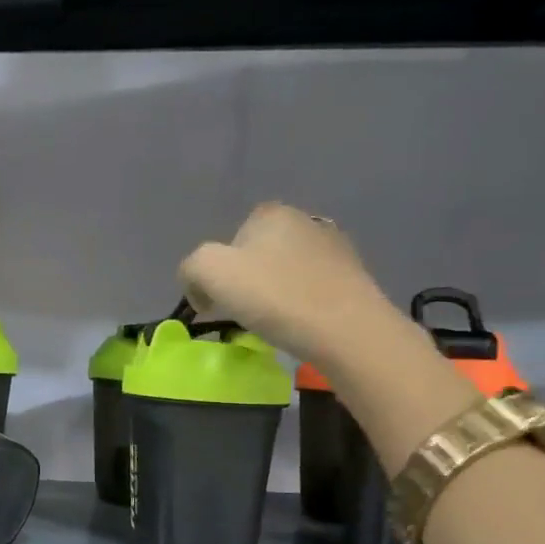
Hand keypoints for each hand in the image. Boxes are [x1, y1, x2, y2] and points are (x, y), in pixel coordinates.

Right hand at [178, 202, 397, 373]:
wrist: (346, 329)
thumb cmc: (274, 296)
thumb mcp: (209, 272)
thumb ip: (191, 267)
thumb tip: (200, 286)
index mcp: (270, 214)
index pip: (230, 238)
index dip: (216, 270)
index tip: (214, 301)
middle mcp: (305, 220)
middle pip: (257, 253)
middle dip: (244, 279)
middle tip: (238, 312)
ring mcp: (334, 247)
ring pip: (284, 270)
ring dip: (272, 291)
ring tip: (270, 321)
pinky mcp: (353, 276)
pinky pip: (310, 287)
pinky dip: (298, 303)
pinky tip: (297, 323)